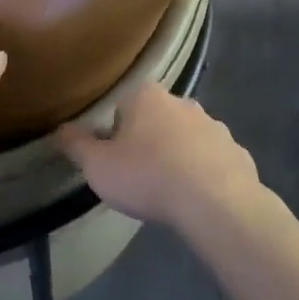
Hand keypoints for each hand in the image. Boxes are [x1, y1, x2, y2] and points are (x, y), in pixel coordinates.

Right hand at [57, 84, 261, 230]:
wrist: (215, 202)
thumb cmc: (147, 176)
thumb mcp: (98, 166)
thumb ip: (77, 146)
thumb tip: (61, 129)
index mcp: (146, 97)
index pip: (123, 105)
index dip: (115, 133)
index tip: (115, 160)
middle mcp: (183, 102)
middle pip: (157, 119)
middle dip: (149, 141)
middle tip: (140, 176)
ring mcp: (215, 126)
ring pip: (188, 138)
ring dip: (178, 156)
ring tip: (169, 191)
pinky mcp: (237, 152)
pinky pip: (213, 161)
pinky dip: (205, 174)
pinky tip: (198, 200)